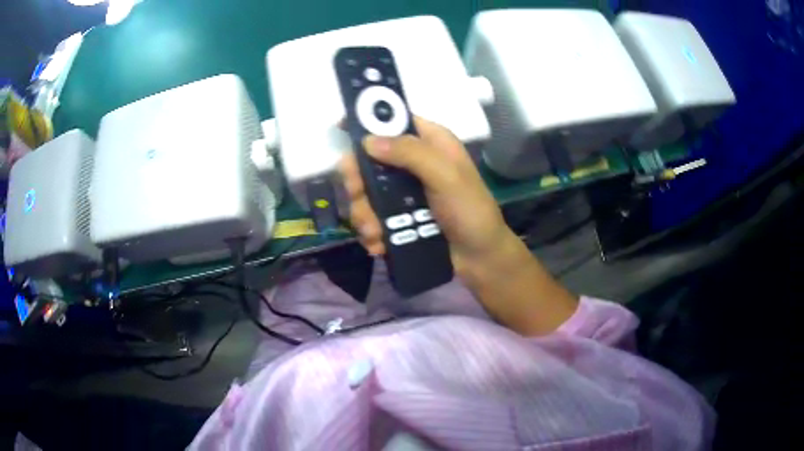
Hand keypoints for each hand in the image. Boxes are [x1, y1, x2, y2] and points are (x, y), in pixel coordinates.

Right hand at [339, 116, 577, 334]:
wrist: (480, 259)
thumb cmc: (471, 212)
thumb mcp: (447, 176)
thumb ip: (411, 154)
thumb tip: (367, 141)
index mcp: (429, 142)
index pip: (393, 121)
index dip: (367, 122)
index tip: (341, 128)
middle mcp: (412, 163)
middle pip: (368, 160)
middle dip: (358, 181)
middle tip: (358, 195)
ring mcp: (402, 193)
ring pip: (365, 193)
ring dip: (363, 214)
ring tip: (375, 232)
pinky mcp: (397, 218)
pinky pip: (371, 218)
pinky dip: (371, 233)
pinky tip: (380, 244)